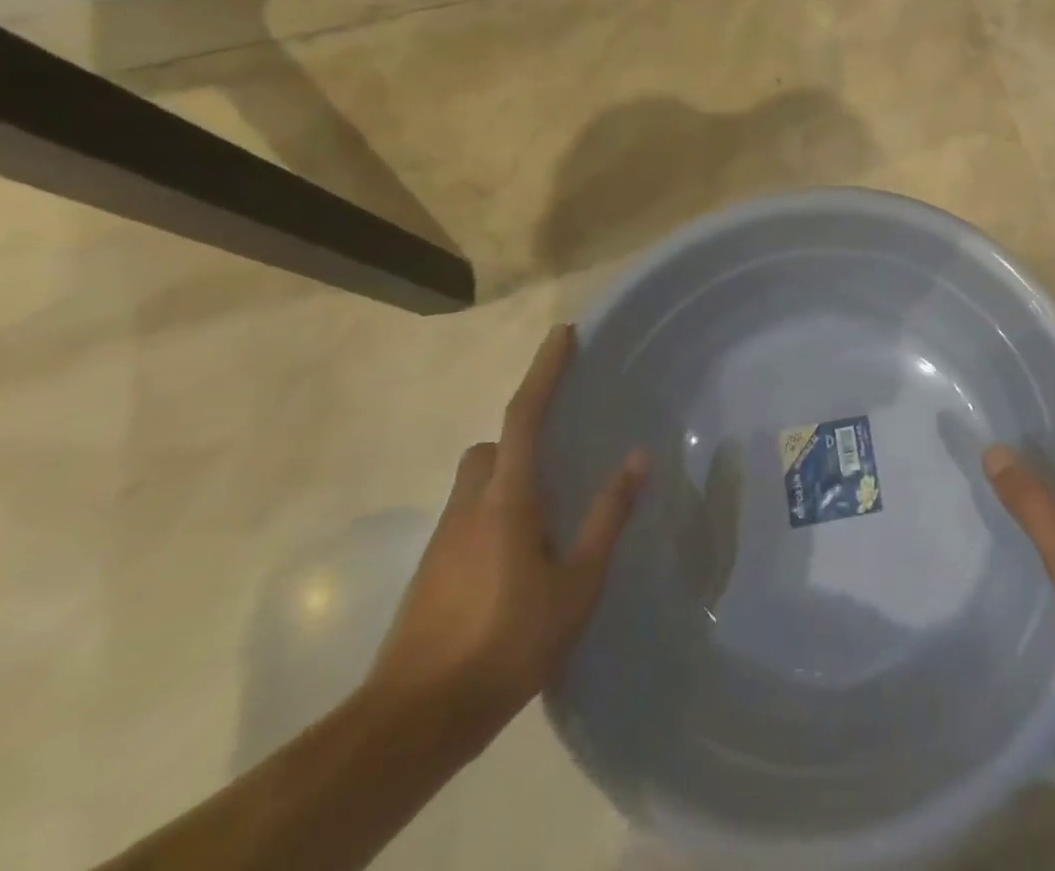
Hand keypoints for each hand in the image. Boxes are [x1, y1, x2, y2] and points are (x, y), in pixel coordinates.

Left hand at [365, 324, 646, 751]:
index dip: (545, 370)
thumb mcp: (577, 584)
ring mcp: (444, 537)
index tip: (563, 334)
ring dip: (508, 478)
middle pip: (493, 446)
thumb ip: (607, 517)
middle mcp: (470, 504)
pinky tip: (519, 559)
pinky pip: (469, 516)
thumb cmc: (506, 643)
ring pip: (477, 482)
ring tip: (549, 514)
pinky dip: (495, 514)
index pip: (525, 414)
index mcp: (507, 498)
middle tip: (562, 454)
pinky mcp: (432, 569)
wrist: (415, 719)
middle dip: (523, 436)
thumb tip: (638, 457)